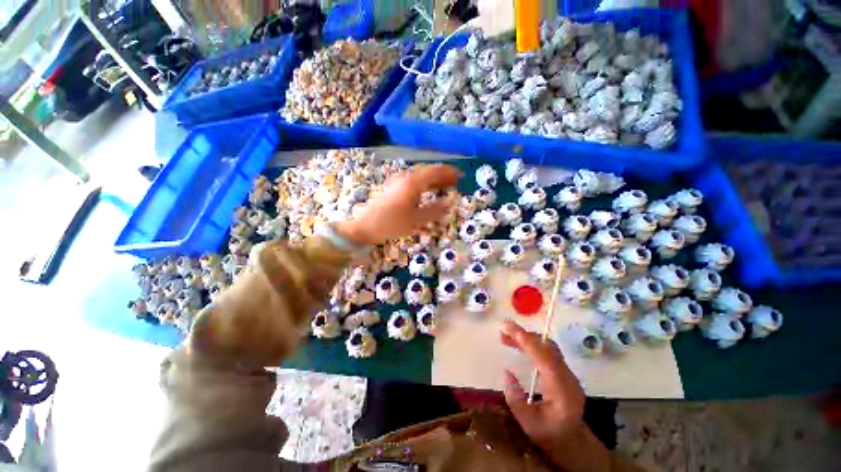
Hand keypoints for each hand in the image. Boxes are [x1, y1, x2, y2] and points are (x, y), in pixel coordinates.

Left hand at [335, 164, 460, 245]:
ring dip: (434, 180)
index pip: (435, 171)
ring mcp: (397, 182)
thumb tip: (450, 203)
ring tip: (446, 186)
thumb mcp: (415, 220)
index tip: (462, 175)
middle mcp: (405, 178)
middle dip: (443, 176)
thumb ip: (434, 211)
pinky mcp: (393, 188)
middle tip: (456, 181)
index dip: (449, 172)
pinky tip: (428, 192)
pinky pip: (413, 182)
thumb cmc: (391, 224)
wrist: (365, 227)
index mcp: (411, 183)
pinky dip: (424, 185)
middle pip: (428, 172)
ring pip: (420, 177)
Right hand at [500, 321, 610, 471]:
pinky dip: (532, 344)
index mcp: (563, 391)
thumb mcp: (529, 424)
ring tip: (505, 337)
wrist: (572, 441)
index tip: (509, 329)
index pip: (546, 359)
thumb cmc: (549, 435)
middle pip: (548, 348)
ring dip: (527, 339)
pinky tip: (518, 345)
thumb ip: (516, 400)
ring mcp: (567, 373)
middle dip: (525, 336)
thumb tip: (507, 372)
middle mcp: (568, 378)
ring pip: (548, 347)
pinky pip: (547, 351)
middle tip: (503, 331)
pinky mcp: (563, 371)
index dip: (528, 342)